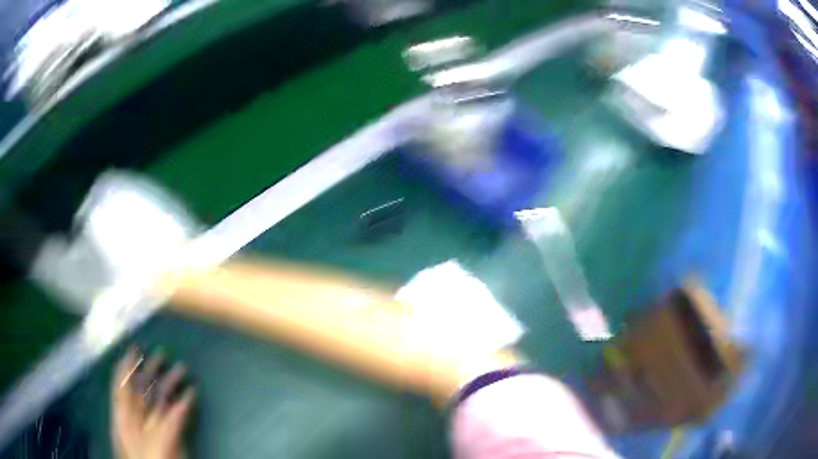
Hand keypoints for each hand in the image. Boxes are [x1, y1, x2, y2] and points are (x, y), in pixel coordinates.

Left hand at [112, 348, 194, 458]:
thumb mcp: (141, 440)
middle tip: (163, 353)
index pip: (123, 387)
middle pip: (143, 389)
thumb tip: (162, 399)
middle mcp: (138, 419)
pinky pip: (177, 416)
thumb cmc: (144, 457)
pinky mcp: (170, 435)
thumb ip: (146, 418)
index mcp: (124, 417)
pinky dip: (184, 403)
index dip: (127, 367)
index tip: (134, 348)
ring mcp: (154, 427)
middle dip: (152, 370)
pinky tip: (191, 393)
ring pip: (160, 400)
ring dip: (170, 383)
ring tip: (182, 369)